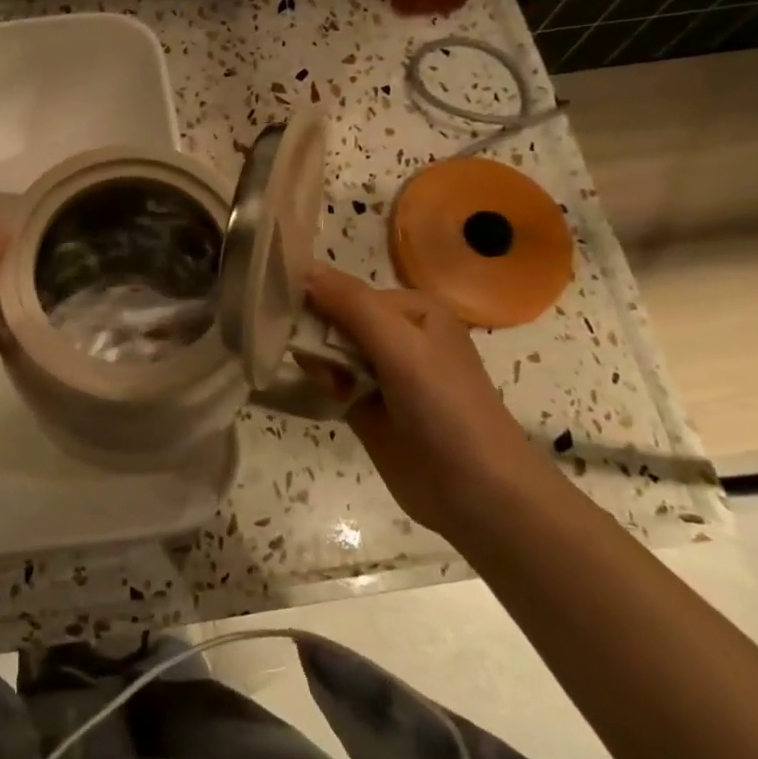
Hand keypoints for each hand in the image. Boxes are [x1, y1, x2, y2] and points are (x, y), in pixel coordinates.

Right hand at [304, 263, 543, 533]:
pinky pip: (331, 382)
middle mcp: (398, 336)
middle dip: (312, 331)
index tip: (281, 310)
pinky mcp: (368, 407)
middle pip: (336, 320)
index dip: (316, 299)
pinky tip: (317, 390)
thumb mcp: (400, 345)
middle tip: (296, 347)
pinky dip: (319, 382)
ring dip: (314, 358)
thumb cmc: (444, 406)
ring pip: (330, 351)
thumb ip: (350, 304)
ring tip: (313, 376)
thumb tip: (302, 266)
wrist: (476, 492)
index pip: (348, 291)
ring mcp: (382, 374)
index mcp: (414, 310)